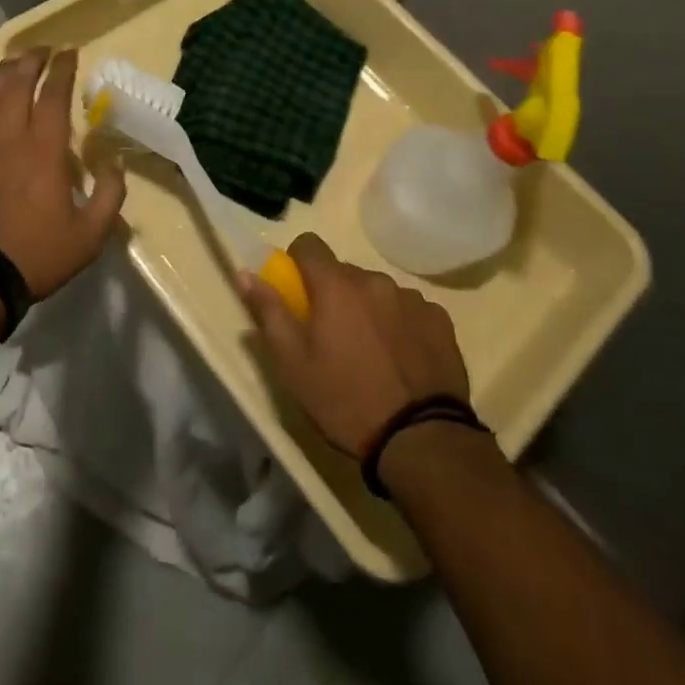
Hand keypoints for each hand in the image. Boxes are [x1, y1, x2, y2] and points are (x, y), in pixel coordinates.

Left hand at [0, 48, 126, 299]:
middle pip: (17, 83)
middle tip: (43, 50)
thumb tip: (115, 164)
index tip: (69, 54)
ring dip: (3, 73)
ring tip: (14, 63)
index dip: (62, 69)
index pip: (53, 94)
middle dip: (31, 60)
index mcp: (43, 149)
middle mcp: (7, 136)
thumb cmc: (34, 254)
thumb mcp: (89, 236)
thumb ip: (109, 195)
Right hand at [239, 234, 469, 458]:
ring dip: (368, 308)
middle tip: (332, 336)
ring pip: (377, 291)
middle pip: (344, 272)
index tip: (298, 292)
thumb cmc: (345, 401)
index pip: (309, 245)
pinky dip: (400, 324)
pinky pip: (409, 309)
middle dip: (334, 294)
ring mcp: (411, 298)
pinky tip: (402, 359)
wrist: (421, 440)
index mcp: (336, 285)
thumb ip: (268, 312)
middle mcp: (374, 280)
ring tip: (371, 353)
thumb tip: (245, 274)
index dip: (298, 263)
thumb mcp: (293, 365)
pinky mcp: (439, 319)